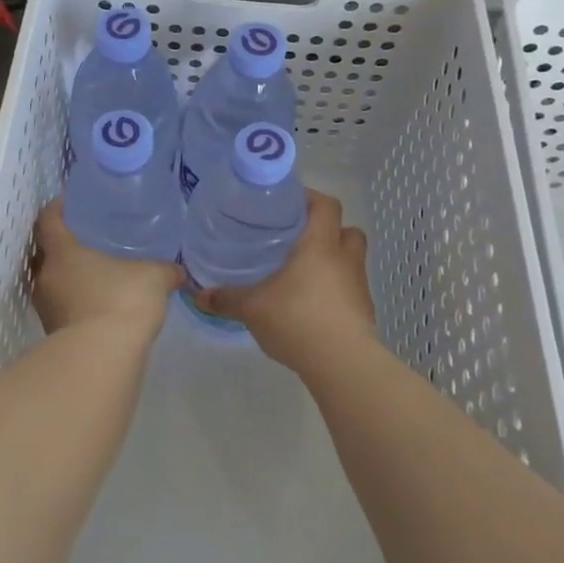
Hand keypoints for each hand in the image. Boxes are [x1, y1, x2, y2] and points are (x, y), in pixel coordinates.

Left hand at [29, 199, 180, 342]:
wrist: (103, 358)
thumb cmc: (122, 301)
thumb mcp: (154, 277)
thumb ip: (166, 270)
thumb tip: (179, 272)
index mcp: (63, 252)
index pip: (48, 220)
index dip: (56, 208)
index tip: (68, 202)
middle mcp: (46, 277)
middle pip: (44, 252)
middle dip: (60, 245)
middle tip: (84, 238)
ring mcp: (46, 308)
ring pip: (51, 282)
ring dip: (67, 277)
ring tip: (94, 273)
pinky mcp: (53, 334)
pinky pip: (61, 307)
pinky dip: (75, 302)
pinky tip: (98, 304)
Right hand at [200, 192, 377, 373]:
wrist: (342, 364)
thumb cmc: (298, 320)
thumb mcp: (253, 308)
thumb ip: (227, 298)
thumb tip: (199, 294)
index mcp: (321, 244)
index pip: (326, 205)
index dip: (311, 198)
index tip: (288, 203)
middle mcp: (345, 258)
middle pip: (347, 230)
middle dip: (327, 231)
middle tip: (298, 239)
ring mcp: (359, 286)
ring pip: (350, 260)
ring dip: (333, 262)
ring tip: (304, 275)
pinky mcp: (364, 312)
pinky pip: (350, 290)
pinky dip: (336, 291)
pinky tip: (313, 306)